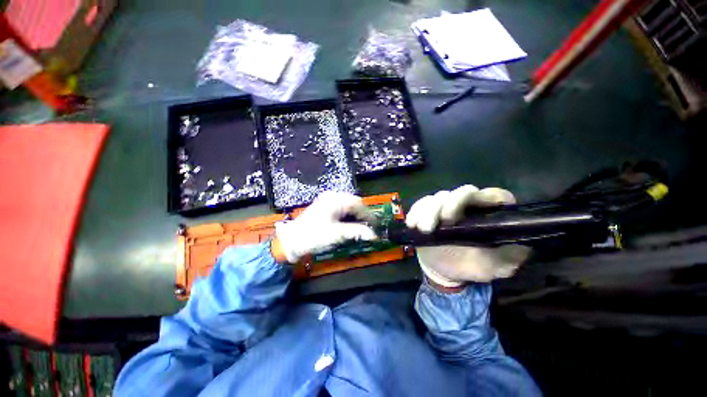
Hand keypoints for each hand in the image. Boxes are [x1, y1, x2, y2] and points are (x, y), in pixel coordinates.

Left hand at [273, 191, 376, 262]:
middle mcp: (332, 196)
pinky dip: (347, 215)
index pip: (358, 204)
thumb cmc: (314, 236)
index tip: (376, 225)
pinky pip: (341, 207)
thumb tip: (373, 235)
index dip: (369, 215)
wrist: (292, 241)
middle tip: (369, 227)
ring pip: (348, 205)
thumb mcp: (337, 234)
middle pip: (354, 202)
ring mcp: (327, 200)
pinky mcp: (324, 206)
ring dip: (355, 215)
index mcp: (335, 200)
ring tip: (360, 227)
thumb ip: (357, 232)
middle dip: (362, 214)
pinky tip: (349, 223)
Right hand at [406, 185, 530, 287]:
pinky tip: (412, 224)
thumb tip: (523, 240)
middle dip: (449, 204)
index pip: (494, 196)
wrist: (442, 269)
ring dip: (429, 211)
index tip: (465, 214)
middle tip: (441, 222)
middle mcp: (468, 205)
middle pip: (461, 192)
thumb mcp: (495, 267)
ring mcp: (445, 205)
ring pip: (438, 196)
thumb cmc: (469, 265)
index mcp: (489, 214)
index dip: (484, 198)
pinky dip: (416, 212)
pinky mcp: (427, 209)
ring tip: (423, 228)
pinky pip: (421, 203)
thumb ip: (511, 256)